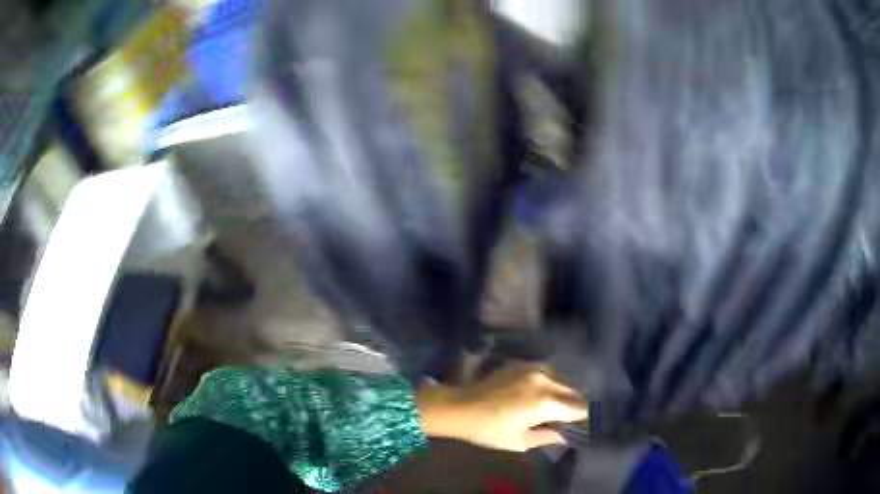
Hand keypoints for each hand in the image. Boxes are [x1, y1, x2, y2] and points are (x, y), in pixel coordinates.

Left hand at [415, 363, 587, 451]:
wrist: (460, 407)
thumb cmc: (489, 430)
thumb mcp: (520, 441)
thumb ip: (547, 437)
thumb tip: (564, 436)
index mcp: (546, 403)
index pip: (578, 408)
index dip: (585, 417)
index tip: (586, 422)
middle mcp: (545, 381)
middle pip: (573, 390)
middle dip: (576, 403)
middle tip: (574, 415)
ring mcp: (533, 368)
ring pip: (561, 378)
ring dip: (565, 390)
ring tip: (561, 403)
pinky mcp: (522, 364)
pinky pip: (546, 371)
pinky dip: (551, 381)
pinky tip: (545, 390)